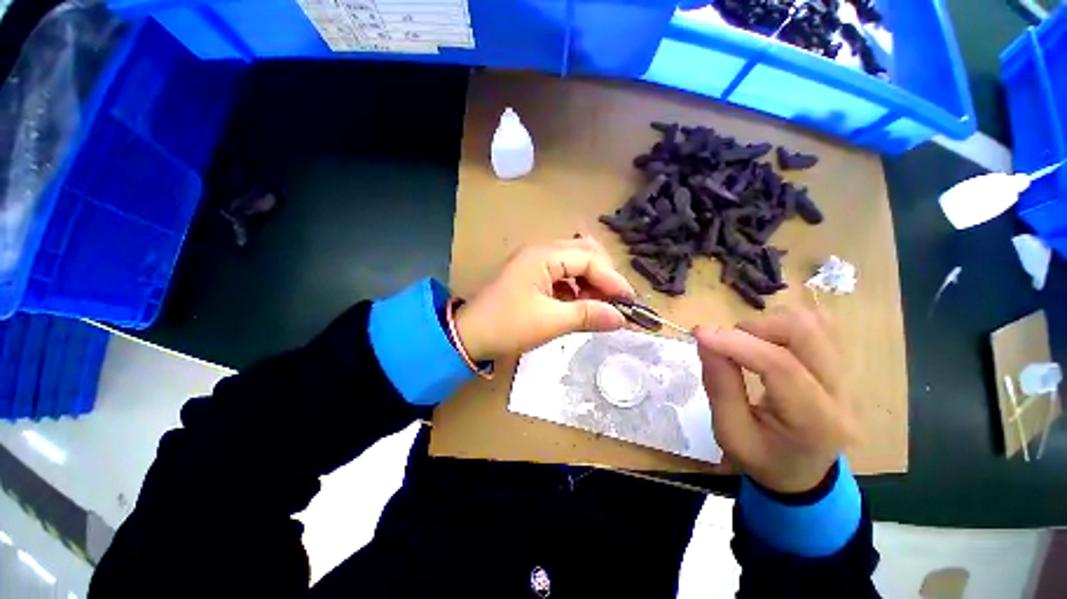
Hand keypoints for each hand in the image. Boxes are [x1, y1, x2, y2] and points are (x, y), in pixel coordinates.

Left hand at [455, 237, 635, 361]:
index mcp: (543, 256)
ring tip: (599, 306)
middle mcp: (540, 252)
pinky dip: (576, 288)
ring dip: (590, 282)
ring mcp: (535, 262)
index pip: (589, 259)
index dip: (612, 280)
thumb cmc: (507, 326)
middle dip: (603, 277)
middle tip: (615, 302)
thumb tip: (622, 318)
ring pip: (574, 263)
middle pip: (584, 253)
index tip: (629, 303)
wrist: (469, 335)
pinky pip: (562, 275)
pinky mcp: (532, 275)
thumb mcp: (551, 322)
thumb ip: (588, 315)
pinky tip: (580, 305)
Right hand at [694, 307, 854, 494]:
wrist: (802, 475)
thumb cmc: (762, 458)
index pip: (781, 367)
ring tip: (747, 345)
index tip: (700, 334)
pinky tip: (767, 342)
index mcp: (815, 422)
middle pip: (807, 332)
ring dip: (770, 324)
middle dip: (757, 327)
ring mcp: (850, 377)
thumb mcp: (730, 433)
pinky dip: (785, 325)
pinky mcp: (844, 366)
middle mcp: (843, 394)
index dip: (736, 344)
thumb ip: (719, 386)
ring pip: (815, 322)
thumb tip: (706, 341)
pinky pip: (820, 326)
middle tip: (728, 342)